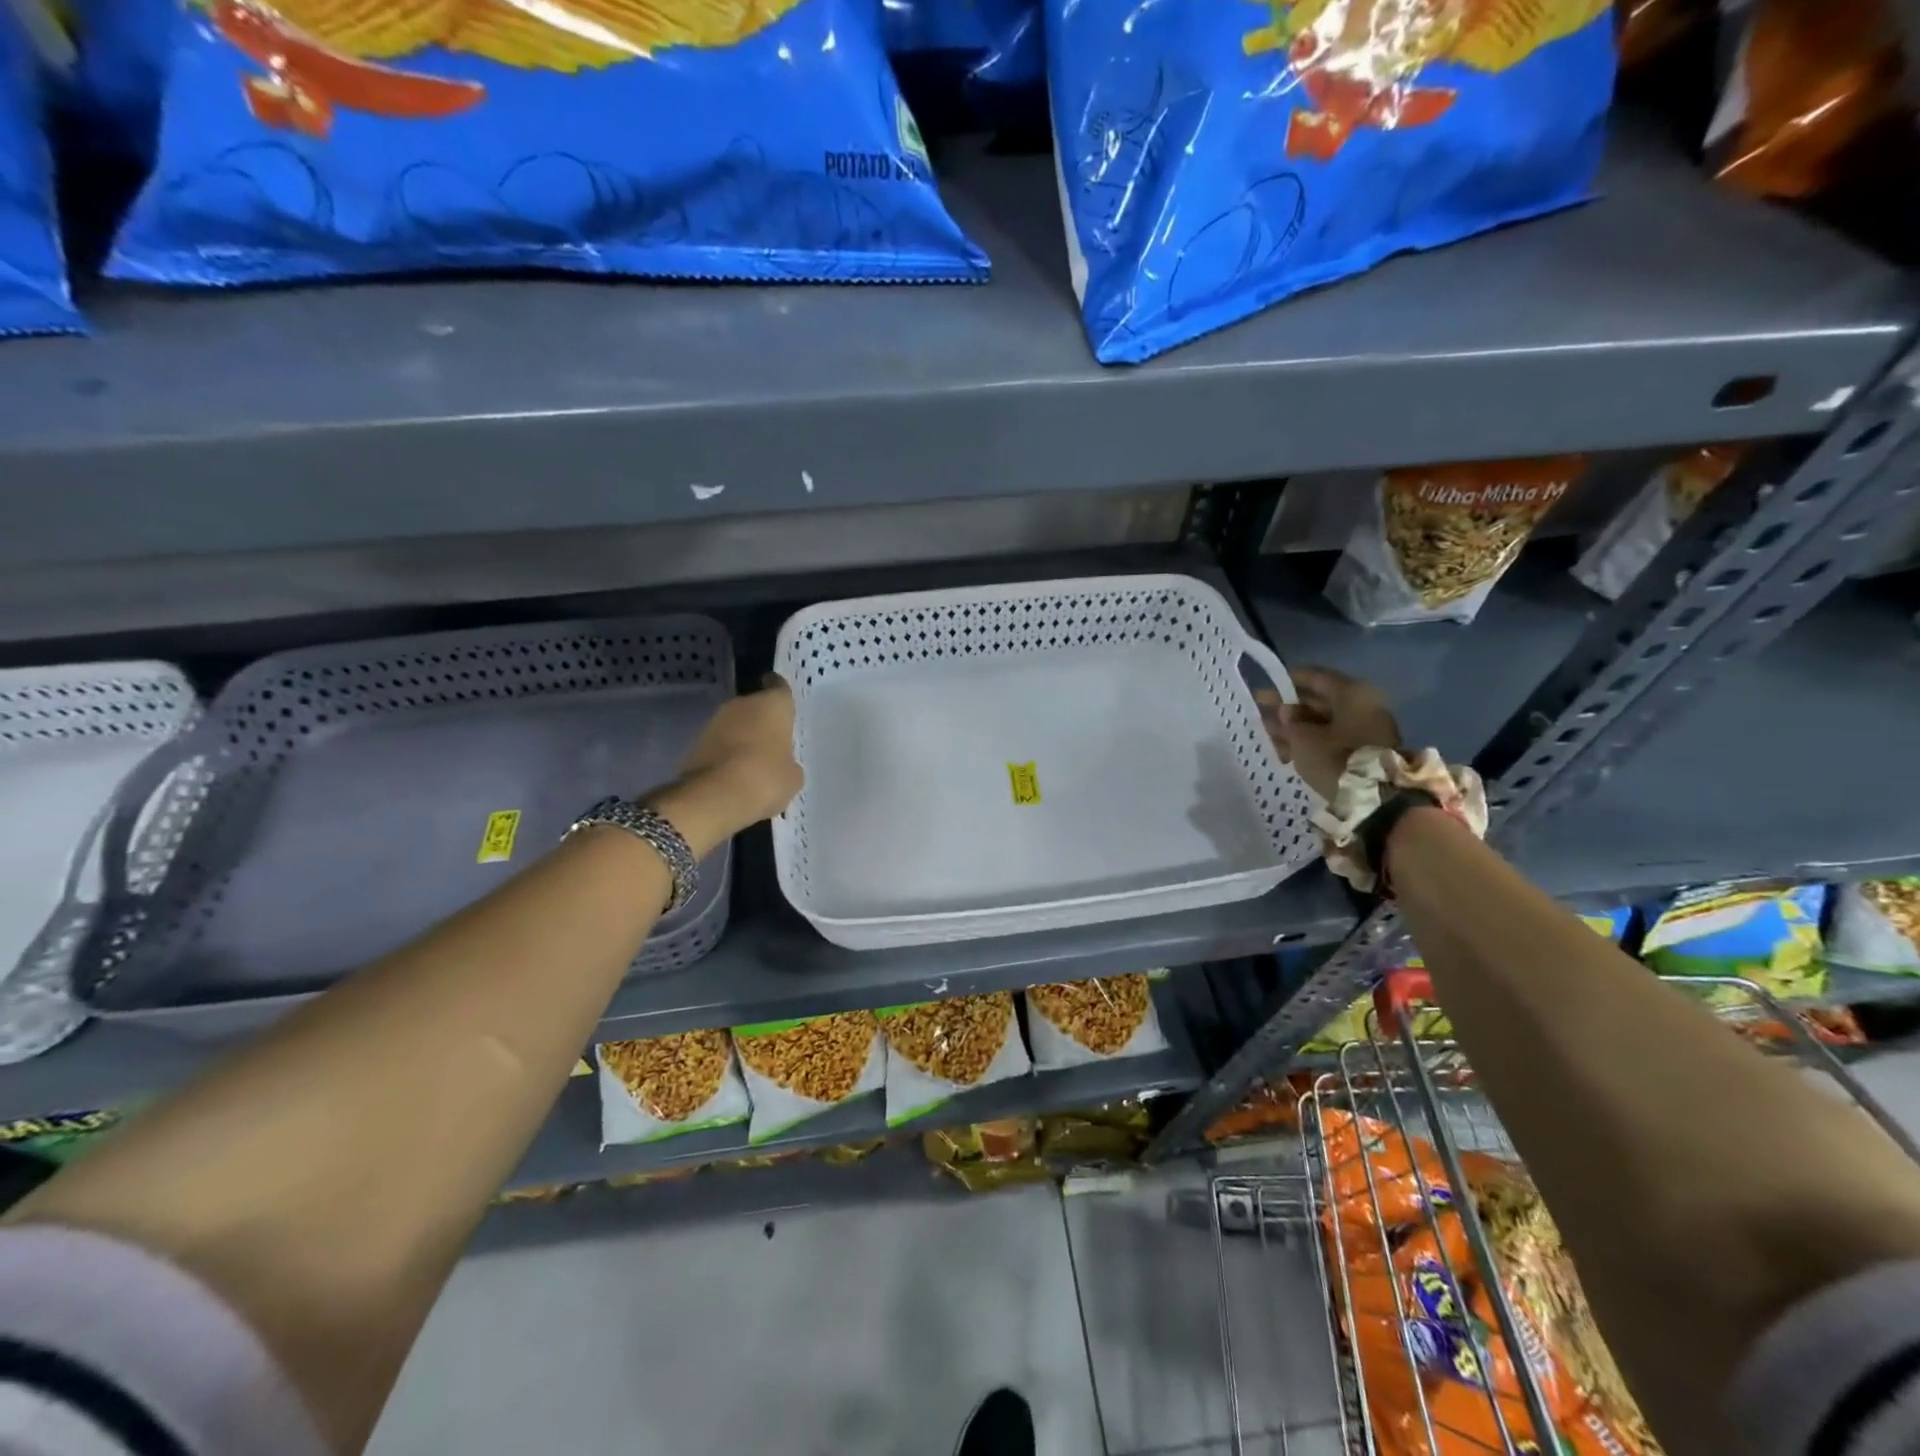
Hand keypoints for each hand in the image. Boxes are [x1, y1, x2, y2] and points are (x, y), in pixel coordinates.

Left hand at [648, 676, 802, 856]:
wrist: (714, 797)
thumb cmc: (766, 778)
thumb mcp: (793, 777)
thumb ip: (789, 763)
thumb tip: (781, 764)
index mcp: (773, 704)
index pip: (778, 687)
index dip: (781, 695)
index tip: (784, 707)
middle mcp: (742, 704)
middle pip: (755, 706)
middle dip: (762, 721)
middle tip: (773, 743)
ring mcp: (714, 722)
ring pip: (735, 725)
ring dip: (742, 738)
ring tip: (753, 764)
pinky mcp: (695, 743)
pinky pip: (719, 745)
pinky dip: (726, 755)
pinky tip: (735, 776)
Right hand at [1257, 666, 1400, 800]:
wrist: (1376, 799)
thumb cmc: (1337, 759)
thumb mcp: (1304, 738)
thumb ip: (1290, 721)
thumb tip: (1287, 710)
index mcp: (1351, 694)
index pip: (1316, 677)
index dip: (1289, 680)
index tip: (1269, 683)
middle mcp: (1362, 706)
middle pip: (1320, 701)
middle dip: (1290, 706)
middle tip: (1261, 708)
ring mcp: (1366, 730)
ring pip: (1324, 722)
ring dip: (1296, 726)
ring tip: (1267, 731)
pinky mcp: (1364, 752)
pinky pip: (1332, 739)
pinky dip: (1310, 741)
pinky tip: (1286, 749)